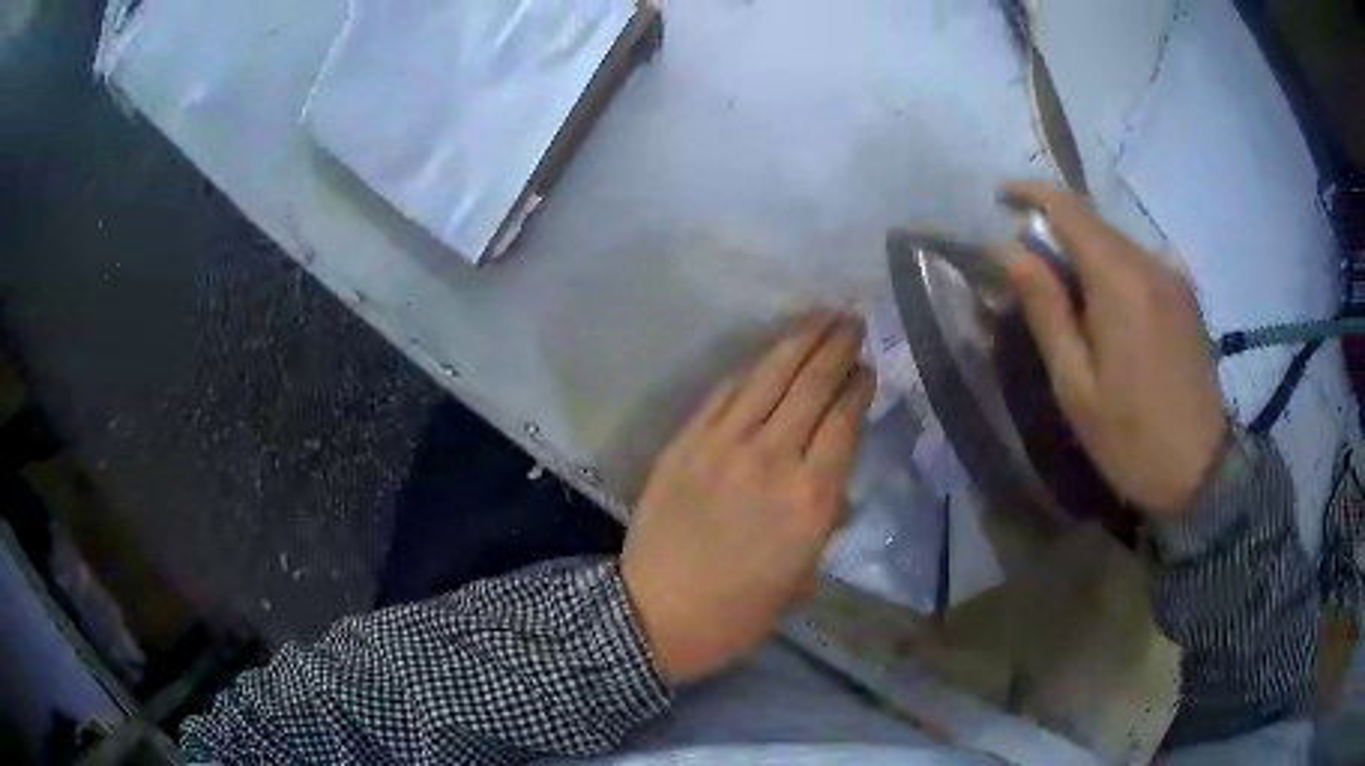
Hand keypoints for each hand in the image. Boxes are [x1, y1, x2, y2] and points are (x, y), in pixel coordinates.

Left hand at [621, 312, 874, 683]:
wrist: (655, 614)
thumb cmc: (738, 612)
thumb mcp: (802, 575)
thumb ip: (822, 518)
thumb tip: (833, 480)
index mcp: (811, 498)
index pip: (843, 420)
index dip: (857, 386)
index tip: (866, 367)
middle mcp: (773, 458)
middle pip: (811, 386)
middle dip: (835, 346)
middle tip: (850, 319)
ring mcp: (724, 444)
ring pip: (769, 377)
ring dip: (798, 340)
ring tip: (819, 315)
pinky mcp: (686, 442)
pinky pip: (724, 393)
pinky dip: (751, 369)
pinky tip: (766, 355)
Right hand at [1002, 181, 1226, 516]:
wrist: (1202, 472)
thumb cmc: (1132, 439)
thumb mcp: (1076, 385)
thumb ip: (1045, 309)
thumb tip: (1008, 250)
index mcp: (1120, 281)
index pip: (1068, 209)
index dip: (1030, 195)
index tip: (1000, 199)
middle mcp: (1150, 263)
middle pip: (1092, 224)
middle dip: (1054, 233)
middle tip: (1026, 271)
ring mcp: (1172, 277)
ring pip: (1116, 243)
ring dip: (1083, 255)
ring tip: (1066, 300)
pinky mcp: (1184, 296)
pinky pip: (1139, 264)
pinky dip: (1111, 270)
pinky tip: (1107, 314)